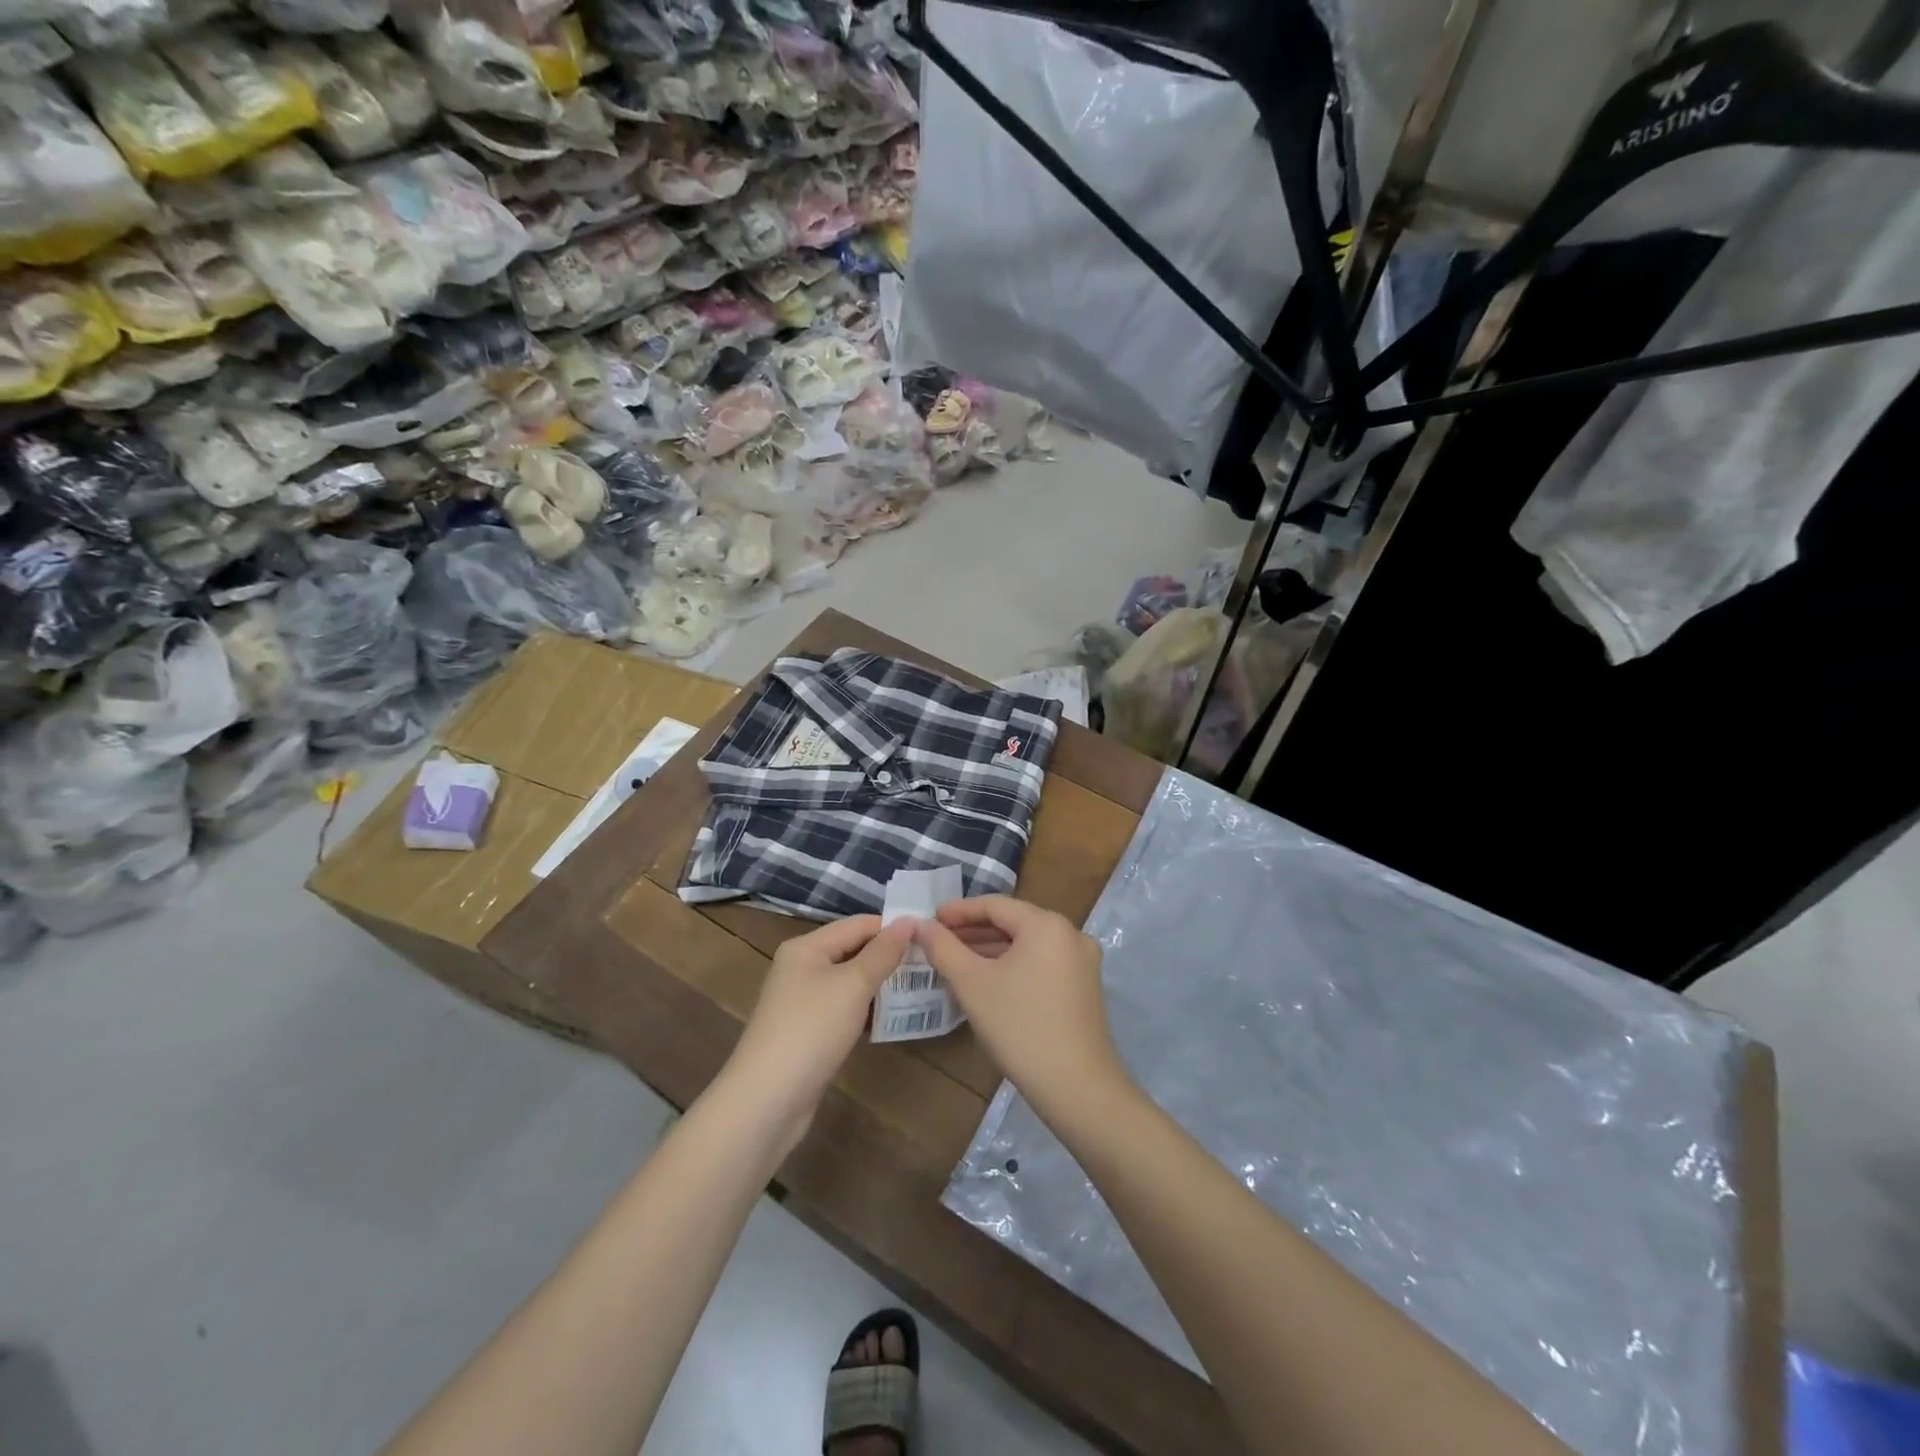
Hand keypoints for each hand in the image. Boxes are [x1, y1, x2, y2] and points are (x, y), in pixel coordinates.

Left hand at [719, 915, 915, 1145]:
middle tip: (930, 963)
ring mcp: (801, 1001)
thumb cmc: (812, 1029)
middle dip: (888, 956)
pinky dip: (866, 1009)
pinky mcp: (806, 1031)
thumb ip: (883, 952)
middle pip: (852, 950)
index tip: (931, 937)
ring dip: (879, 984)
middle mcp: (800, 967)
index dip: (893, 928)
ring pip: (849, 981)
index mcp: (806, 947)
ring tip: (919, 987)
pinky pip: (843, 1008)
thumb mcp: (854, 984)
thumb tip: (909, 921)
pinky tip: (890, 1018)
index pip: (858, 924)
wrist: (767, 1100)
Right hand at [916, 896, 1130, 1120]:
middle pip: (1014, 922)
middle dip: (974, 930)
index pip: (995, 905)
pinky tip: (989, 980)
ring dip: (992, 949)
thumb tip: (920, 925)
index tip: (930, 919)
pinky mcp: (1084, 988)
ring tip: (956, 959)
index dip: (959, 910)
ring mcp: (1082, 962)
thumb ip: (943, 948)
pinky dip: (1013, 966)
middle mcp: (1071, 934)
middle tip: (938, 940)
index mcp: (1047, 924)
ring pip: (1028, 945)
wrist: (1077, 1088)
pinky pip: (1041, 963)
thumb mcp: (972, 984)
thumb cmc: (1019, 1027)